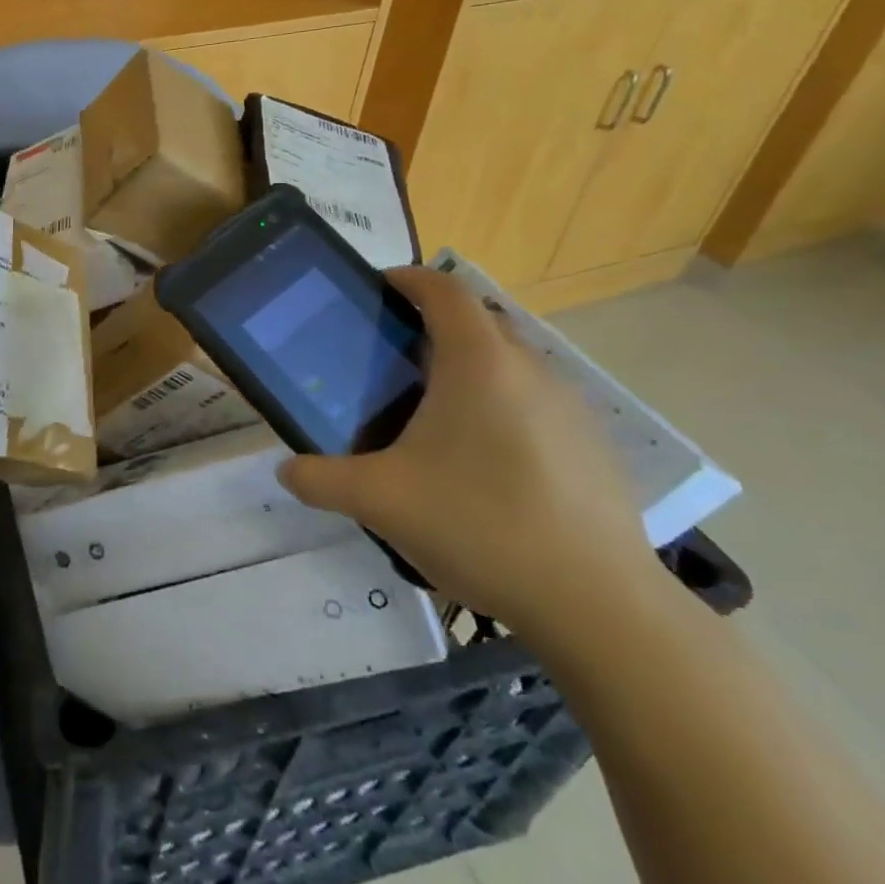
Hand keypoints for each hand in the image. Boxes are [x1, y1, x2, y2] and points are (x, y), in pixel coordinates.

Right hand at [278, 267, 659, 648]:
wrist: (598, 605)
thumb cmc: (479, 525)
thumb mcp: (378, 500)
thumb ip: (319, 478)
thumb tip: (286, 471)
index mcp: (478, 362)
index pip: (444, 289)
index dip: (408, 278)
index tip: (376, 290)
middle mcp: (529, 369)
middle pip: (479, 320)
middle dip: (434, 324)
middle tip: (391, 357)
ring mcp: (571, 407)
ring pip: (511, 362)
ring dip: (471, 366)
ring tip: (432, 410)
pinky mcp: (594, 446)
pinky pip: (537, 401)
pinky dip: (503, 405)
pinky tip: (483, 461)